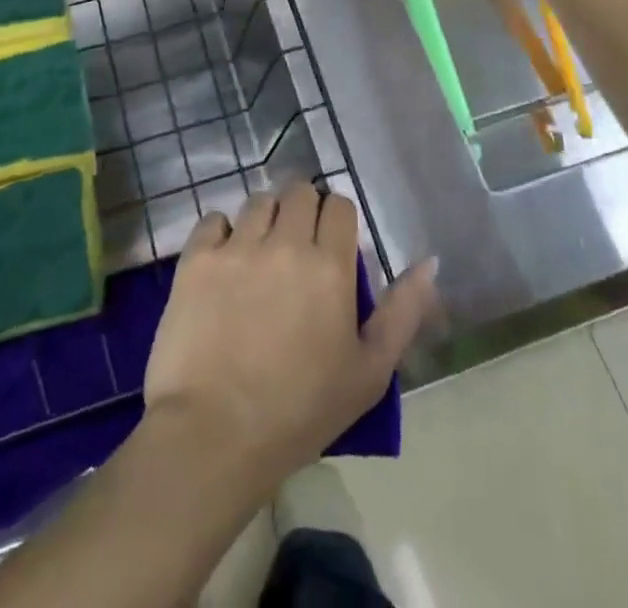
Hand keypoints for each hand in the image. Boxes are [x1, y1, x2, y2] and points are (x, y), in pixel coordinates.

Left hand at [142, 184, 436, 491]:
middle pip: (298, 192)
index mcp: (329, 265)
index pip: (339, 205)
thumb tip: (430, 261)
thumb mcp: (369, 372)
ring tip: (260, 254)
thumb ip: (403, 311)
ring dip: (265, 219)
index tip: (332, 247)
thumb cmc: (300, 411)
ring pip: (258, 201)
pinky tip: (223, 262)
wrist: (215, 435)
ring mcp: (237, 246)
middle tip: (298, 248)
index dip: (337, 221)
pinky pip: (213, 219)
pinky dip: (221, 232)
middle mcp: (285, 242)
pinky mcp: (197, 258)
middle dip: (303, 211)